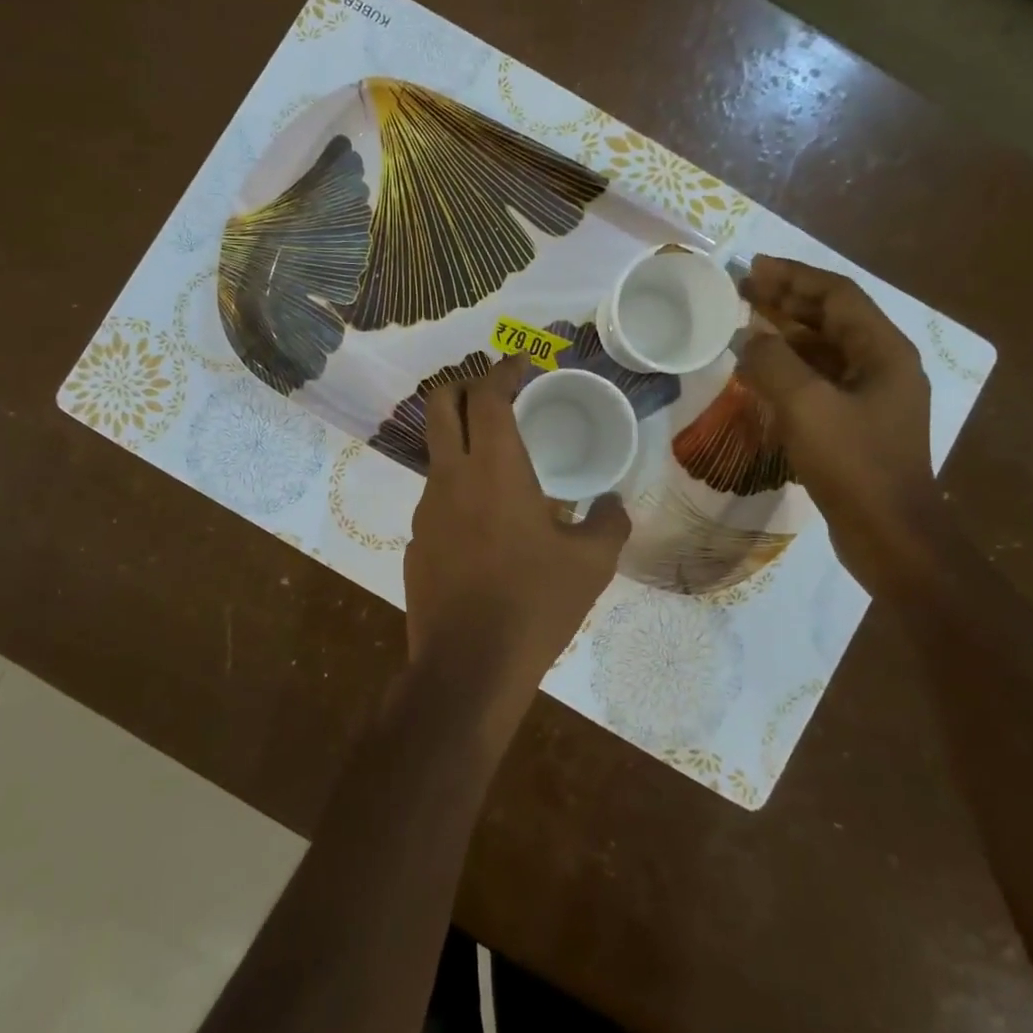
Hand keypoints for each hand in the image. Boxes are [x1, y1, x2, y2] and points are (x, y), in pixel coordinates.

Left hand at [404, 356, 630, 724]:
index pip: (487, 395)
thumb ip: (609, 522)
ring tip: (501, 464)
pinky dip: (460, 487)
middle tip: (497, 393)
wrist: (468, 668)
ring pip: (437, 451)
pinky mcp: (417, 541)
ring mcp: (426, 509)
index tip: (523, 364)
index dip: (503, 370)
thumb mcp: (591, 563)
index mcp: (495, 468)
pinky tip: (487, 523)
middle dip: (464, 384)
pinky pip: (437, 497)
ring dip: (463, 440)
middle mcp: (451, 476)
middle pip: (440, 404)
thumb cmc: (534, 604)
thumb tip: (615, 505)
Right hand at [735, 256, 948, 595]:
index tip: (754, 268)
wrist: (891, 537)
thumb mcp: (806, 407)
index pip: (837, 295)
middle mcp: (883, 366)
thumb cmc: (854, 465)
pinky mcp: (857, 425)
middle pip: (832, 319)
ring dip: (787, 334)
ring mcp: (872, 398)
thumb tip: (750, 340)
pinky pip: (820, 381)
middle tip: (743, 290)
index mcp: (884, 352)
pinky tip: (761, 374)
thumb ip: (772, 363)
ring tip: (746, 324)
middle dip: (788, 301)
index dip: (794, 276)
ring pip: (825, 350)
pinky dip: (790, 369)